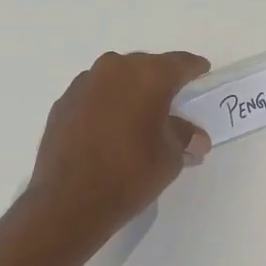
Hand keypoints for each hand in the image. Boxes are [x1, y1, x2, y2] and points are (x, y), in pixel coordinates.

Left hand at [24, 50, 211, 237]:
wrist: (68, 201)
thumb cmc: (130, 174)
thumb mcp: (170, 158)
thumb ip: (183, 137)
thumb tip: (195, 138)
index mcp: (148, 76)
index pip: (179, 63)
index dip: (194, 68)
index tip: (201, 71)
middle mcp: (114, 69)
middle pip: (145, 66)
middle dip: (160, 81)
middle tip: (171, 100)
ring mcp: (84, 83)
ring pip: (116, 78)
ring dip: (130, 91)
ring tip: (138, 115)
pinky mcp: (63, 102)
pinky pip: (94, 94)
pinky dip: (106, 104)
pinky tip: (110, 127)